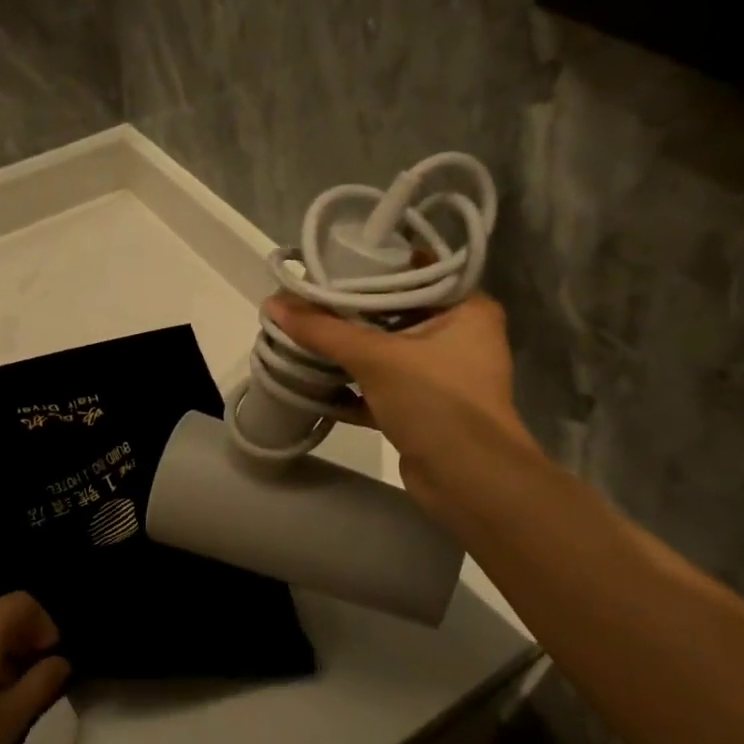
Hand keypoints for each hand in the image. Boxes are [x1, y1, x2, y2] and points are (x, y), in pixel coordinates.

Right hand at [264, 291, 541, 523]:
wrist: (469, 481)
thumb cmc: (436, 401)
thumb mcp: (376, 358)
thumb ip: (323, 330)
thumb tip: (274, 303)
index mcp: (466, 309)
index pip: (417, 271)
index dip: (373, 265)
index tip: (331, 262)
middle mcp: (458, 336)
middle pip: (394, 312)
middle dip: (349, 310)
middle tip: (306, 297)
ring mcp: (439, 375)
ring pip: (383, 351)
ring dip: (345, 349)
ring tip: (301, 332)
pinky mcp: (421, 408)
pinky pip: (379, 386)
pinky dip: (350, 384)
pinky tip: (312, 379)